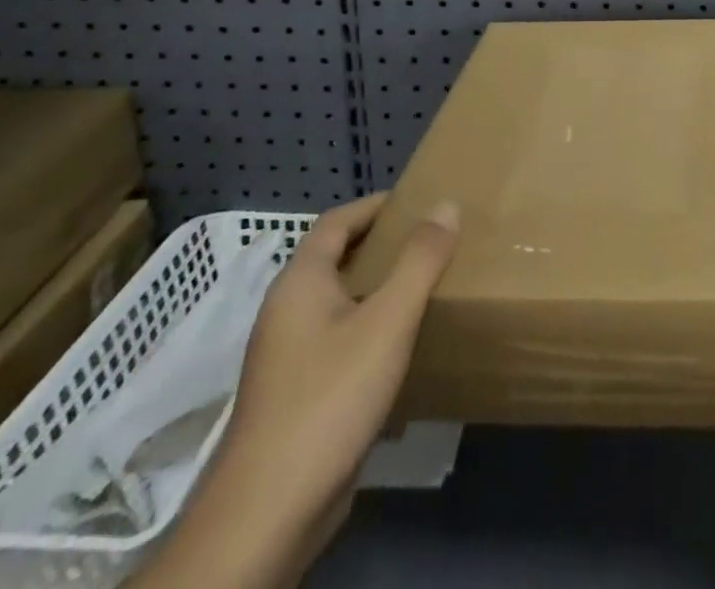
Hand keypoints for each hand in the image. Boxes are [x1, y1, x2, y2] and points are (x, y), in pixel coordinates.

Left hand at [131, 193, 458, 588]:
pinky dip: (369, 328)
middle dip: (382, 245)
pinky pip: (338, 340)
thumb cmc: (330, 397)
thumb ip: (419, 260)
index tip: (417, 202)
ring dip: (377, 288)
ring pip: (338, 302)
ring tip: (425, 287)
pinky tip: (400, 346)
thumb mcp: (388, 320)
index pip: (336, 222)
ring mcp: (286, 358)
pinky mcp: (295, 396)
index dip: (374, 206)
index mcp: (299, 283)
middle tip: (431, 241)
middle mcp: (286, 312)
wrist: (269, 512)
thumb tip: (445, 205)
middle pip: (335, 260)